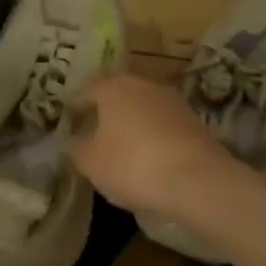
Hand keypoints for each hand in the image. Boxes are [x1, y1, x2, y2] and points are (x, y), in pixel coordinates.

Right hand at [66, 73, 229, 219]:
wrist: (196, 180)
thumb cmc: (130, 163)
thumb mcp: (89, 161)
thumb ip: (76, 147)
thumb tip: (74, 140)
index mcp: (113, 86)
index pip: (87, 90)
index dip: (75, 106)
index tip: (69, 122)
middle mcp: (144, 85)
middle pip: (118, 96)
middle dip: (106, 114)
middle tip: (93, 135)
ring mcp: (173, 102)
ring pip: (143, 110)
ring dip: (132, 126)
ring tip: (121, 151)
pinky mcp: (195, 123)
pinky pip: (163, 127)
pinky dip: (153, 139)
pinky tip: (148, 161)